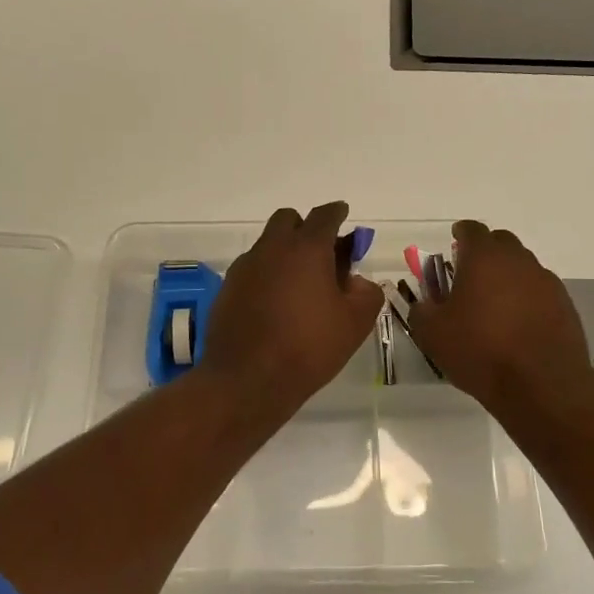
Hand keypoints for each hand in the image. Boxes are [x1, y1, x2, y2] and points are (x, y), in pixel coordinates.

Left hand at [198, 202, 385, 412]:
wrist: (247, 380)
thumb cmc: (309, 347)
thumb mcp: (355, 323)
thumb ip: (366, 293)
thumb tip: (355, 281)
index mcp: (307, 248)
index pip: (324, 216)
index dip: (337, 213)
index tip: (343, 215)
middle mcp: (272, 248)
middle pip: (288, 220)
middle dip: (305, 227)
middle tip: (322, 253)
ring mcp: (245, 268)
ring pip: (267, 244)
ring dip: (284, 252)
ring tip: (300, 284)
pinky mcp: (227, 289)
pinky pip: (252, 269)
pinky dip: (267, 275)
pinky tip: (276, 303)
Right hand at [409, 220, 593, 413]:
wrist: (542, 384)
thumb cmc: (480, 351)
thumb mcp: (432, 334)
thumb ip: (422, 311)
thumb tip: (425, 304)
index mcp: (484, 258)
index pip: (472, 230)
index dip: (461, 233)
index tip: (455, 240)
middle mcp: (518, 261)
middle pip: (501, 242)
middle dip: (486, 251)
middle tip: (471, 272)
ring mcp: (546, 282)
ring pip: (523, 266)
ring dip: (508, 276)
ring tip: (494, 302)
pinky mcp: (565, 305)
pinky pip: (540, 291)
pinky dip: (527, 298)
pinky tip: (517, 322)